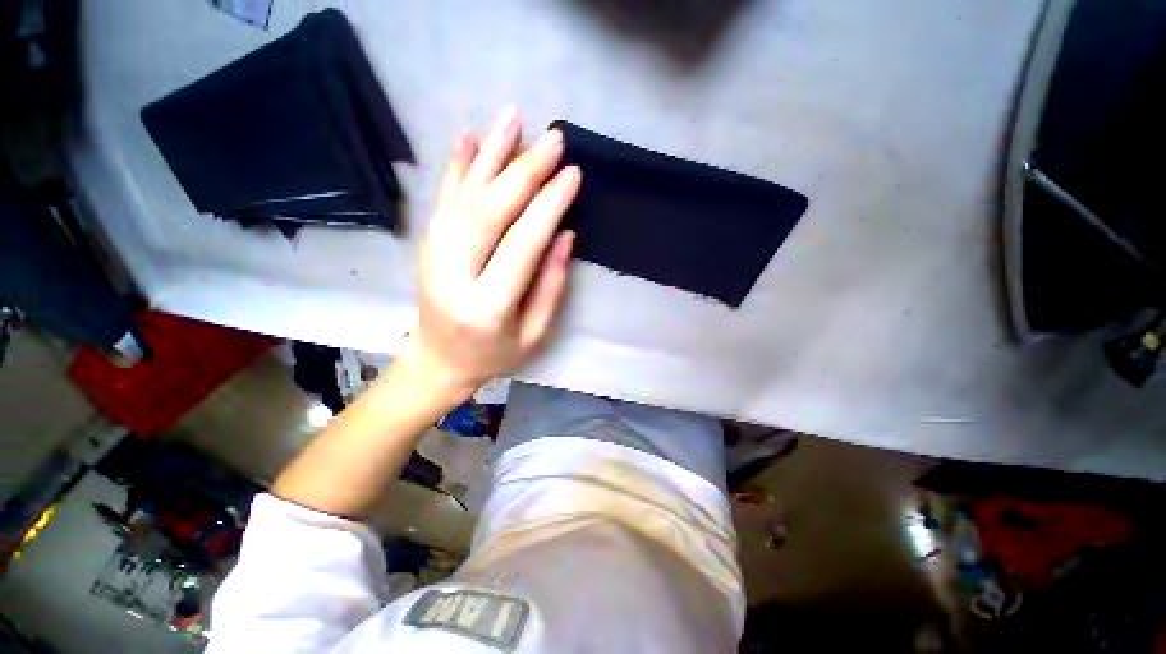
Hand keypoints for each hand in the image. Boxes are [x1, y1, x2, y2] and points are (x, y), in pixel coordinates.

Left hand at [407, 108, 581, 396]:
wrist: (438, 360)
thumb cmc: (494, 354)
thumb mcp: (534, 333)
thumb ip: (550, 286)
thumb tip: (564, 234)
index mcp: (488, 306)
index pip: (523, 244)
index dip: (549, 206)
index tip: (573, 174)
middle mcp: (455, 275)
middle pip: (491, 211)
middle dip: (525, 171)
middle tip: (554, 139)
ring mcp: (433, 256)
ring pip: (464, 196)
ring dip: (491, 154)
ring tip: (513, 118)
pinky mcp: (426, 245)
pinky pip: (443, 200)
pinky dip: (456, 167)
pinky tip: (469, 137)